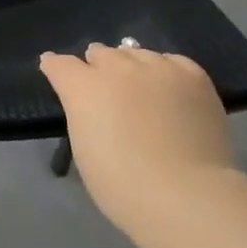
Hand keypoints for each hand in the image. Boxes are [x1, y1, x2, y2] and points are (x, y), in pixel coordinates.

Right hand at [39, 43, 245, 235]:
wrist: (185, 194)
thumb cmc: (123, 185)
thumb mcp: (85, 149)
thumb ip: (83, 115)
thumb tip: (90, 103)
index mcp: (84, 88)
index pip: (60, 64)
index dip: (55, 67)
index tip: (54, 70)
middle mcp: (118, 67)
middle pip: (101, 53)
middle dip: (97, 65)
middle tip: (103, 86)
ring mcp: (157, 67)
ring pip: (137, 53)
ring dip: (131, 66)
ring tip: (138, 85)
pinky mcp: (192, 75)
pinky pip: (172, 61)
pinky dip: (165, 70)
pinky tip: (169, 86)